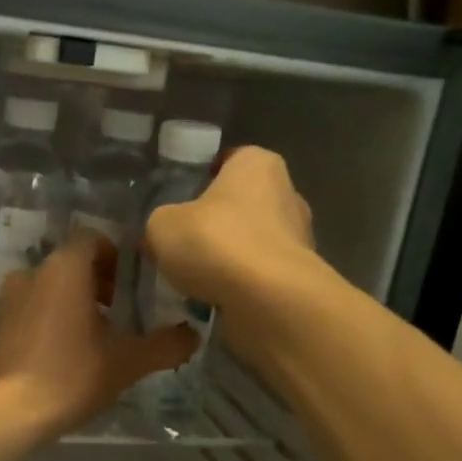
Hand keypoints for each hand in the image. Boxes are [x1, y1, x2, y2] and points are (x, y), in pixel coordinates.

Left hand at [0, 234, 196, 443]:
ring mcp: (4, 299)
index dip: (115, 258)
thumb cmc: (72, 376)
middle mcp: (29, 273)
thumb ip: (166, 345)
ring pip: (44, 289)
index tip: (129, 288)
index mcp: (64, 269)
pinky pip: (23, 312)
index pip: (93, 240)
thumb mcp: (128, 362)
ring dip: (66, 303)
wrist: (8, 414)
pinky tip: (53, 356)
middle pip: (68, 265)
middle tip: (114, 316)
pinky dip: (41, 322)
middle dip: (93, 283)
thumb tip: (192, 335)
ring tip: (85, 339)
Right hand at [143, 146, 314, 310]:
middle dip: (215, 223)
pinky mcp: (299, 275)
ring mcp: (299, 236)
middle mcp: (286, 192)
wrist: (268, 299)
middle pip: (240, 203)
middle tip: (182, 243)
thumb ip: (161, 222)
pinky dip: (240, 284)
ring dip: (227, 257)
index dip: (201, 179)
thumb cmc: (216, 242)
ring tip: (194, 278)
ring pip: (251, 241)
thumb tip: (161, 236)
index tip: (179, 202)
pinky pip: (260, 274)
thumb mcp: (163, 225)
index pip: (227, 161)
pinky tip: (215, 298)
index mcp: (256, 163)